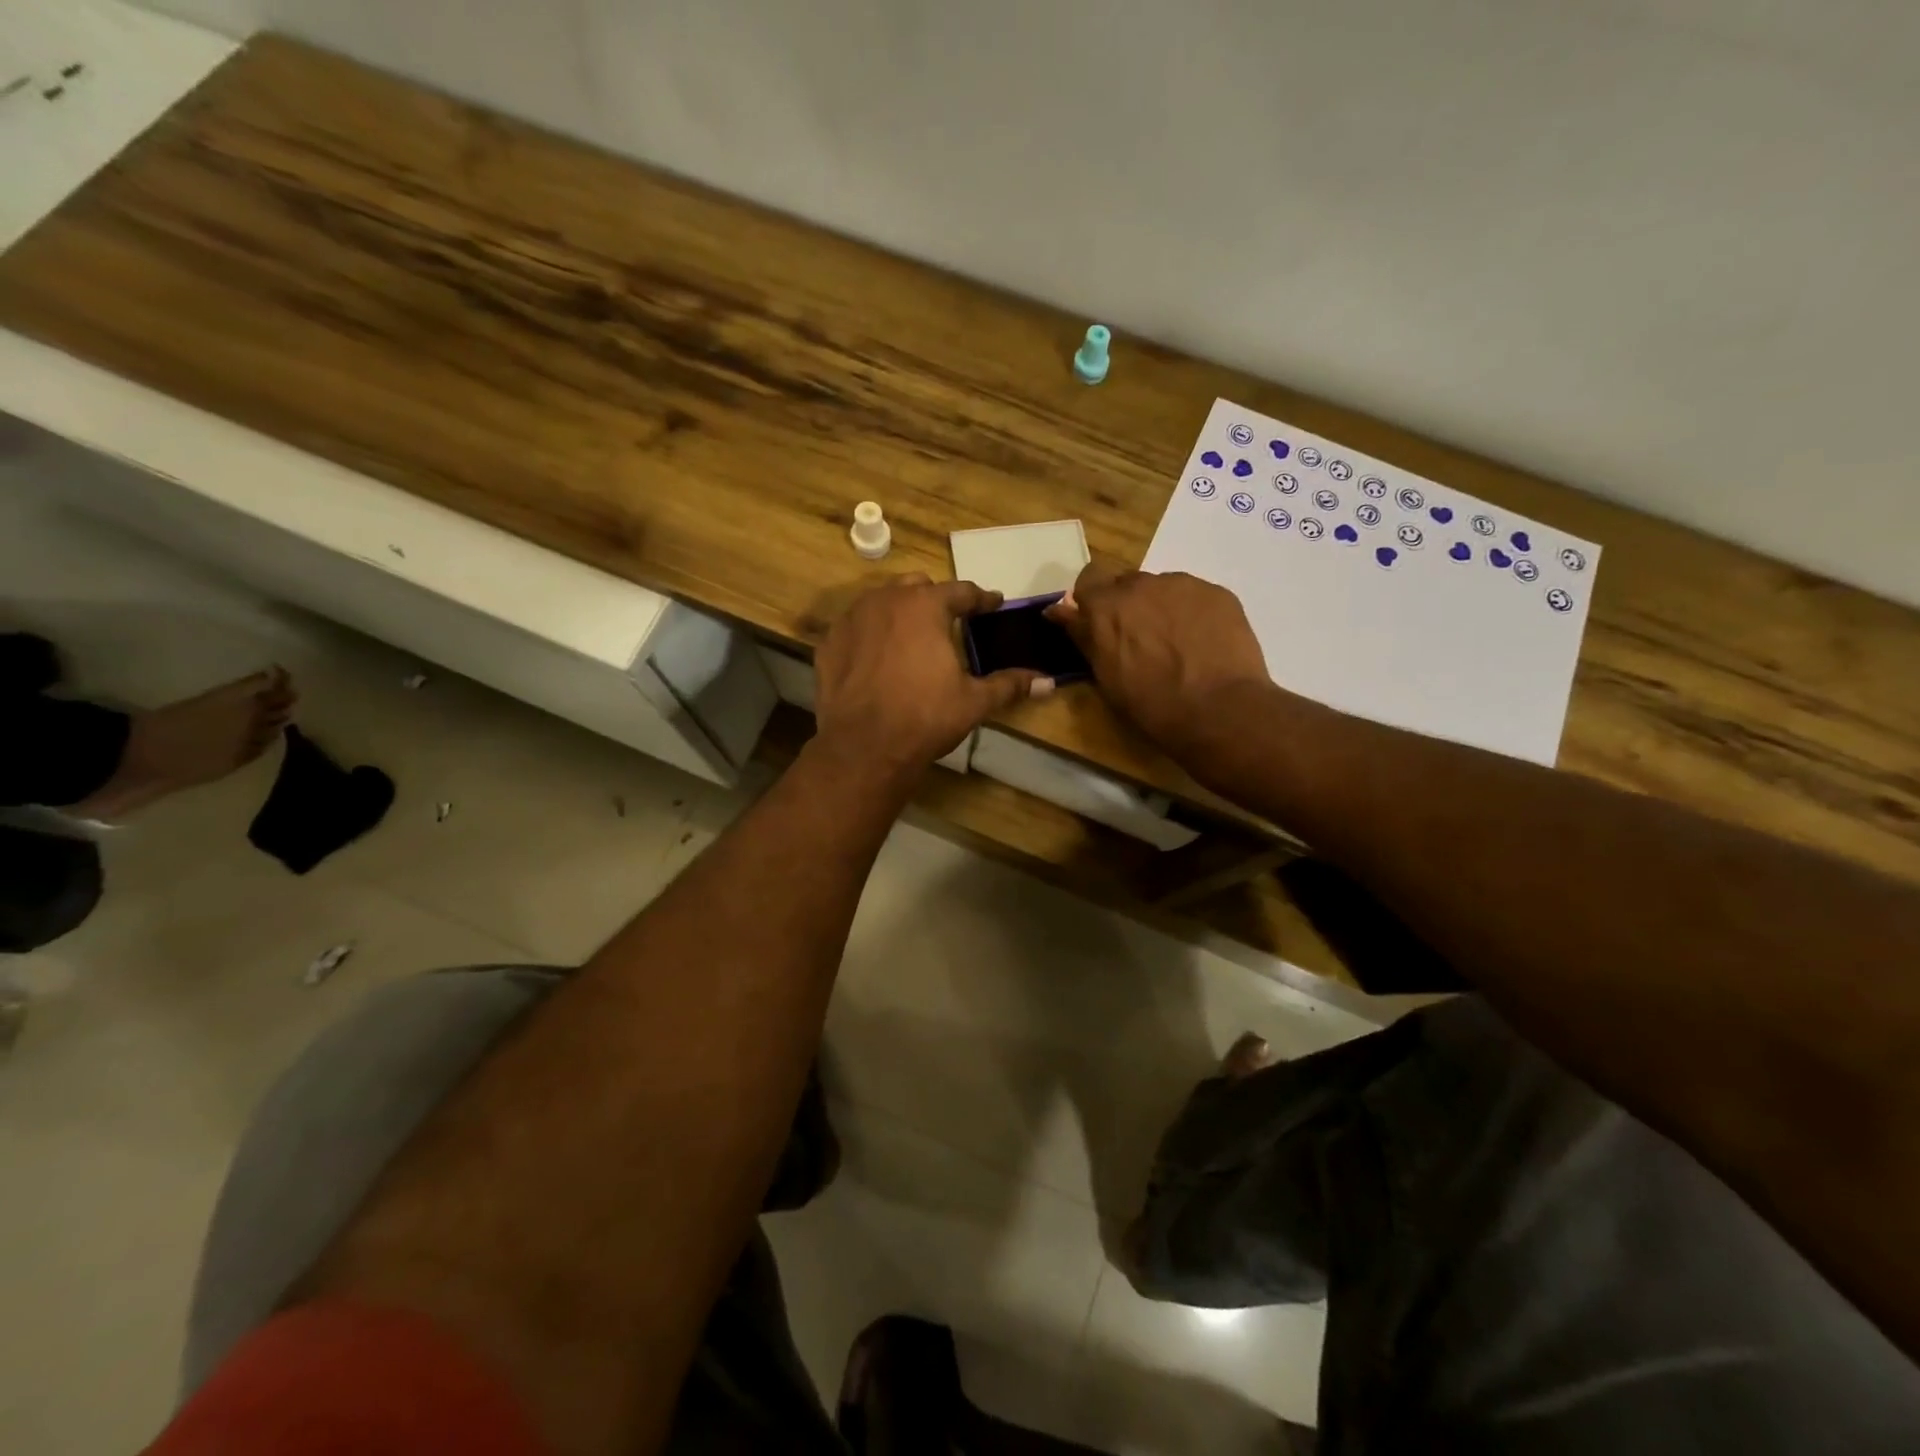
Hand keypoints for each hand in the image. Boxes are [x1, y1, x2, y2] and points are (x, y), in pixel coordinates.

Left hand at [814, 576, 1049, 776]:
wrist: (864, 747)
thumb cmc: (925, 717)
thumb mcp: (973, 701)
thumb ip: (1009, 685)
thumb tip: (1048, 682)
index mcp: (926, 606)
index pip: (962, 592)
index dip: (982, 599)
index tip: (993, 604)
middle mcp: (886, 600)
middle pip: (918, 587)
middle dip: (936, 600)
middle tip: (950, 621)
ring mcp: (852, 619)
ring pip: (882, 602)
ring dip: (901, 612)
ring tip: (913, 636)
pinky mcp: (829, 642)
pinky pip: (856, 627)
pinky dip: (870, 634)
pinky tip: (877, 656)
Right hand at [1046, 565, 1271, 758]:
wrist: (1219, 710)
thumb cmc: (1152, 704)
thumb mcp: (1106, 676)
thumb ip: (1083, 636)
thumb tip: (1058, 611)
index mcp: (1106, 606)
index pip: (1088, 581)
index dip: (1093, 601)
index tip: (1099, 624)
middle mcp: (1141, 584)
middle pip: (1127, 583)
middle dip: (1128, 605)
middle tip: (1140, 639)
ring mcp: (1182, 585)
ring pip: (1163, 588)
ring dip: (1161, 608)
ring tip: (1177, 643)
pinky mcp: (1217, 592)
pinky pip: (1195, 596)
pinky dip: (1193, 614)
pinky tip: (1203, 643)